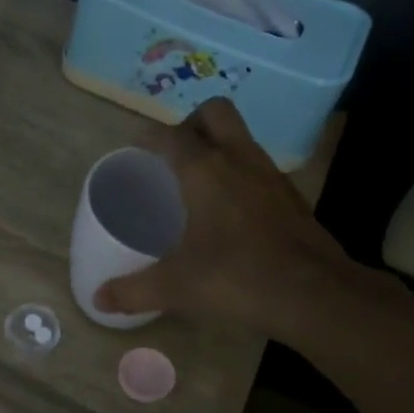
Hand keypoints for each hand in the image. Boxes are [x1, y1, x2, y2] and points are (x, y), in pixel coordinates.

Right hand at [93, 99, 354, 334]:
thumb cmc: (237, 278)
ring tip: (198, 181)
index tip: (134, 148)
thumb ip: (133, 290)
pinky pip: (259, 168)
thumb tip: (99, 299)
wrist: (314, 294)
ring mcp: (271, 175)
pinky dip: (241, 175)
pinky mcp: (291, 197)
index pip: (169, 136)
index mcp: (205, 170)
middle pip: (214, 112)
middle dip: (190, 123)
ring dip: (219, 146)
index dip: (147, 137)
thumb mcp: (175, 287)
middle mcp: (239, 160)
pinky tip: (231, 211)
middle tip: (174, 156)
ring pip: (242, 137)